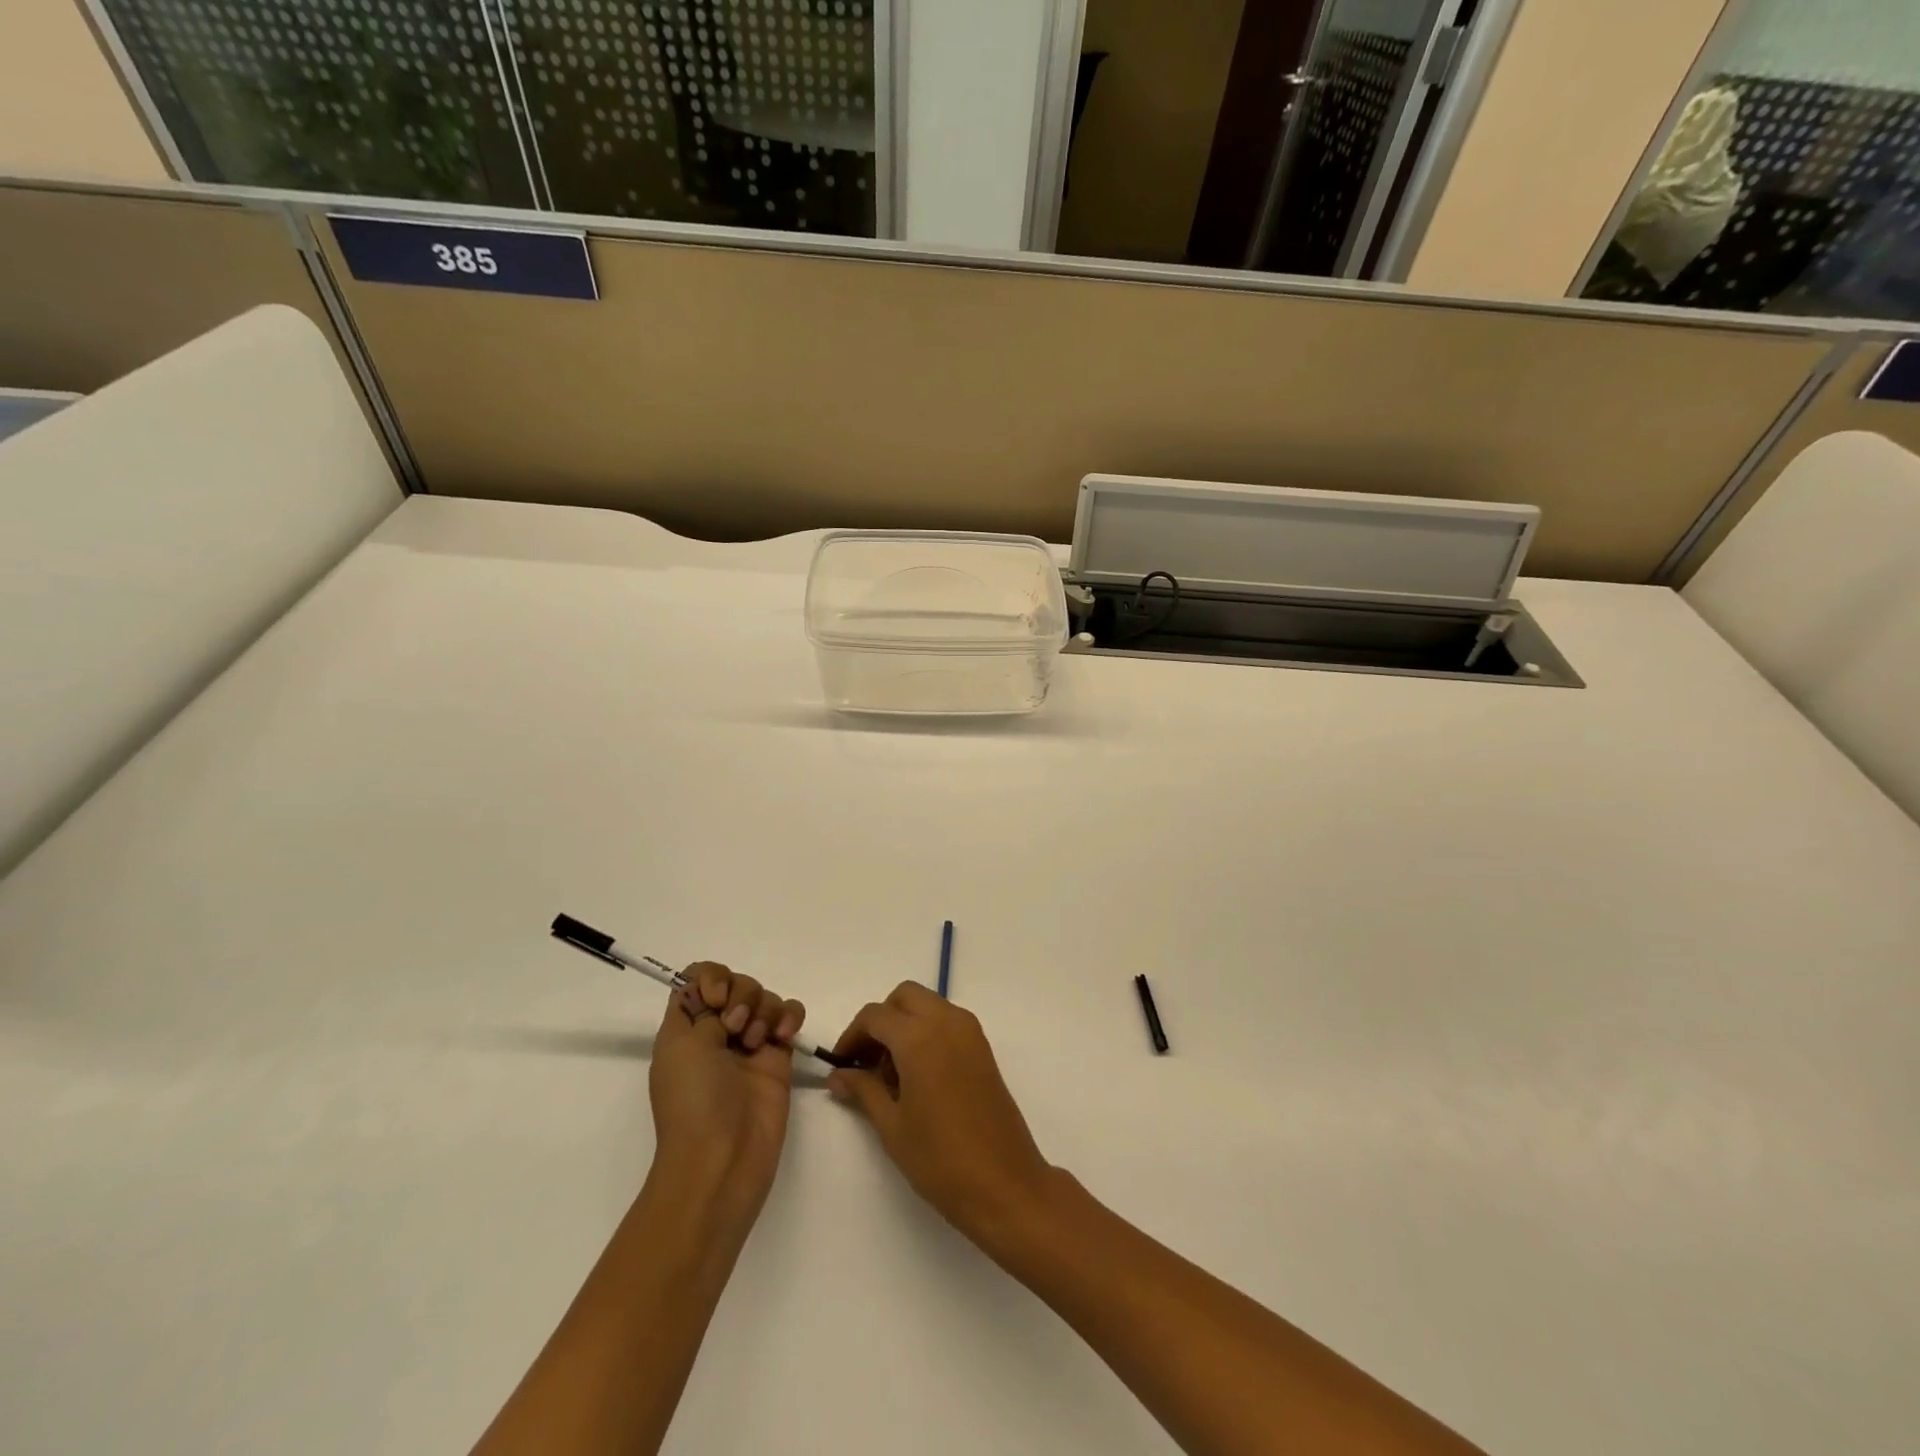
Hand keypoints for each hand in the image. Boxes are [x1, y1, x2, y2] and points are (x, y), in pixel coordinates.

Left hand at [649, 963, 807, 1214]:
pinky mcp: (779, 1056)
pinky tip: (784, 1037)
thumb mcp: (681, 1046)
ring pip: (765, 996)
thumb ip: (702, 1009)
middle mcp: (717, 1030)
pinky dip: (789, 1016)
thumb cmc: (693, 1101)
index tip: (715, 999)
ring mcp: (750, 1043)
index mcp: (686, 1028)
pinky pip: (790, 1016)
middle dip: (741, 995)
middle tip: (735, 1027)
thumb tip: (723, 1004)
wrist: (724, 1157)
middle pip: (736, 982)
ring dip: (764, 1010)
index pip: (697, 979)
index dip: (710, 978)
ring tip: (757, 1042)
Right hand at [827, 983, 1054, 1245]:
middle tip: (866, 1061)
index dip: (852, 1036)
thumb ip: (863, 1090)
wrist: (1004, 1183)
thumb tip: (838, 1075)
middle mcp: (947, 1021)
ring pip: (928, 1005)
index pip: (875, 1015)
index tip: (840, 1065)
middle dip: (880, 1020)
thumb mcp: (892, 1126)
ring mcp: (970, 1032)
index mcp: (920, 1037)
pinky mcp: (983, 1047)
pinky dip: (927, 1031)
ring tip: (891, 1074)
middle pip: (904, 998)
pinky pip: (947, 1021)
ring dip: (904, 1024)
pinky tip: (918, 1076)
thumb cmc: (940, 1159)